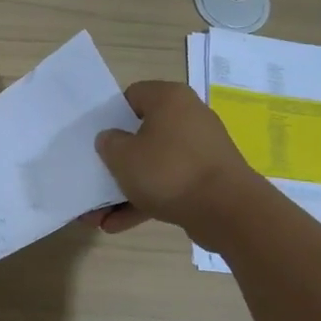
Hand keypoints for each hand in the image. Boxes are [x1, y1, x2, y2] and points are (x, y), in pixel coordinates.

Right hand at [93, 80, 253, 249]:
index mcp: (169, 99)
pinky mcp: (205, 179)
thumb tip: (112, 139)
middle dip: (116, 162)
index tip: (97, 138)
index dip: (110, 116)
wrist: (226, 210)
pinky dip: (144, 202)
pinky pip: (168, 185)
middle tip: (94, 177)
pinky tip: (117, 225)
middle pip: (142, 134)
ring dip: (125, 189)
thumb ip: (108, 143)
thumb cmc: (168, 171)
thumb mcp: (122, 156)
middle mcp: (188, 117)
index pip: (132, 96)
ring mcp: (199, 150)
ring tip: (97, 216)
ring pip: (153, 165)